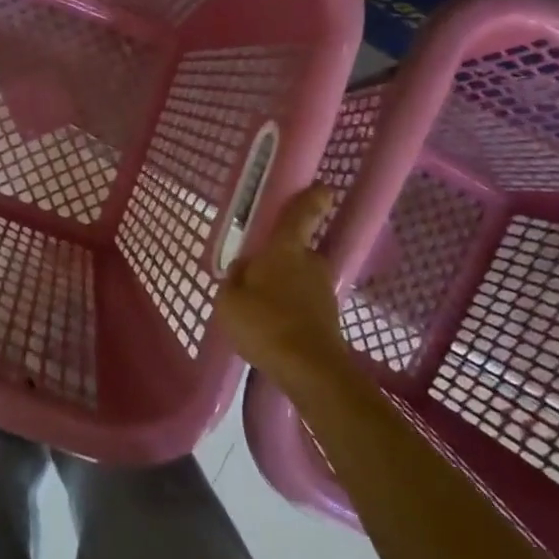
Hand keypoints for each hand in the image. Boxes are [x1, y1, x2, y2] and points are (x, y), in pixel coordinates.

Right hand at [217, 186, 353, 393]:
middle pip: (298, 251)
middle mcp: (310, 262)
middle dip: (283, 258)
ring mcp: (324, 291)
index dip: (313, 198)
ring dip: (287, 286)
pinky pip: (305, 304)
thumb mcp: (229, 300)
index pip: (301, 214)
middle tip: (260, 273)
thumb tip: (243, 268)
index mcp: (285, 249)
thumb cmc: (264, 323)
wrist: (309, 370)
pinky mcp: (329, 318)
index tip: (324, 188)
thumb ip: (233, 279)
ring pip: (302, 279)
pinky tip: (274, 328)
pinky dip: (292, 309)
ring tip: (262, 308)